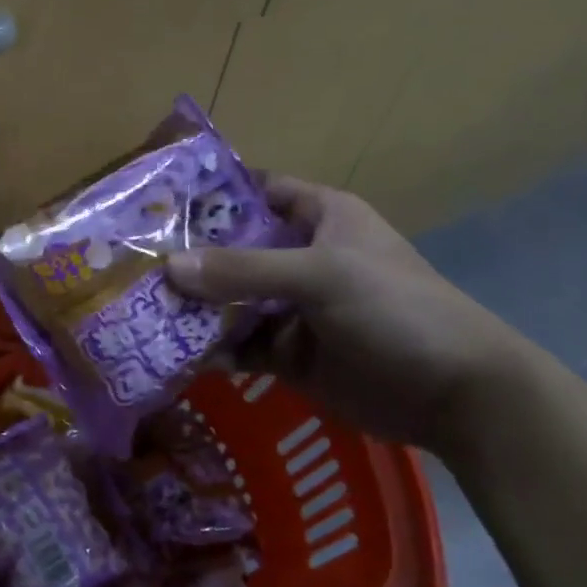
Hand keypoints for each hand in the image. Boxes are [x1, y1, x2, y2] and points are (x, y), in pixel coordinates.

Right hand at [166, 177, 535, 457]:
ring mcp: (294, 308)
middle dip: (188, 259)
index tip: (157, 205)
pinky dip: (213, 349)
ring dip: (194, 309)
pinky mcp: (289, 354)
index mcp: (320, 218)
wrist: (454, 395)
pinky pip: (240, 344)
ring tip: (143, 314)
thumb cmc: (395, 310)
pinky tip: (178, 356)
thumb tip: (169, 268)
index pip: (256, 192)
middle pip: (232, 250)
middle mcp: (301, 257)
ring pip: (230, 301)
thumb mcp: (321, 276)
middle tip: (131, 266)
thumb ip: (244, 271)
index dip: (211, 196)